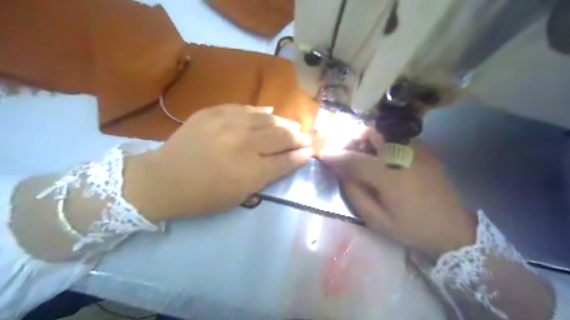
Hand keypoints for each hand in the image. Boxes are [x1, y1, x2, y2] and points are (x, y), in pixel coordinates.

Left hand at [125, 104, 310, 220]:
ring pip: (267, 119)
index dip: (301, 154)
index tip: (310, 150)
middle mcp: (243, 145)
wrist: (163, 179)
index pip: (286, 160)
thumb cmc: (203, 196)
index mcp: (250, 172)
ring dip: (284, 122)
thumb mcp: (240, 195)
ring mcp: (228, 125)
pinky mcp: (213, 113)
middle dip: (298, 136)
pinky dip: (260, 111)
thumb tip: (289, 159)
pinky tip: (270, 111)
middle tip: (306, 136)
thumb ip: (267, 176)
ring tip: (293, 124)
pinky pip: (245, 108)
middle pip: (281, 136)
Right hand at [320, 130, 476, 256]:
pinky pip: (395, 136)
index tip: (323, 155)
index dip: (335, 155)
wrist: (452, 227)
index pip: (354, 159)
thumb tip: (341, 173)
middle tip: (344, 154)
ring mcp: (416, 149)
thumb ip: (355, 194)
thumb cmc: (412, 227)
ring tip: (360, 155)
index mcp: (390, 176)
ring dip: (365, 139)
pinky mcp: (424, 149)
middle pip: (370, 133)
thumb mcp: (377, 220)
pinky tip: (380, 157)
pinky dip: (380, 141)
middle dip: (351, 139)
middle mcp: (403, 155)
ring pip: (383, 130)